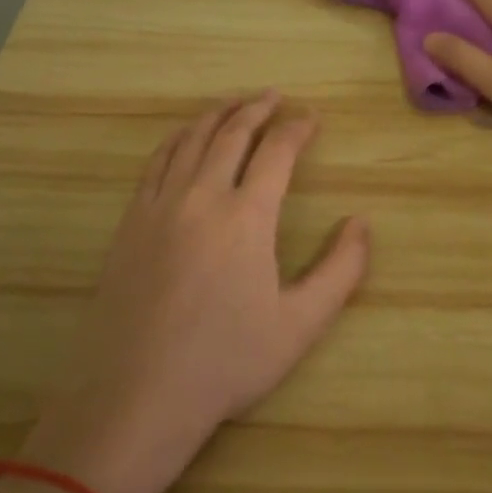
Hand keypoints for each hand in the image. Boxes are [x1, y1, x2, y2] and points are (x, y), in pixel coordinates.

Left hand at [21, 93, 368, 492]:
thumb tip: (362, 223)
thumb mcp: (301, 324)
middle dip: (257, 109)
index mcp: (246, 217)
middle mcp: (201, 197)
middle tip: (274, 96)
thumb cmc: (226, 362)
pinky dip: (177, 139)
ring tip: (234, 103)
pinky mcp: (129, 223)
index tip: (312, 118)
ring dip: (216, 115)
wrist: (137, 396)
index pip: (277, 152)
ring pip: (190, 140)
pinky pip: (156, 163)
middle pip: (231, 134)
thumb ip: (341, 270)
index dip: (297, 129)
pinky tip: (184, 138)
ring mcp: (158, 207)